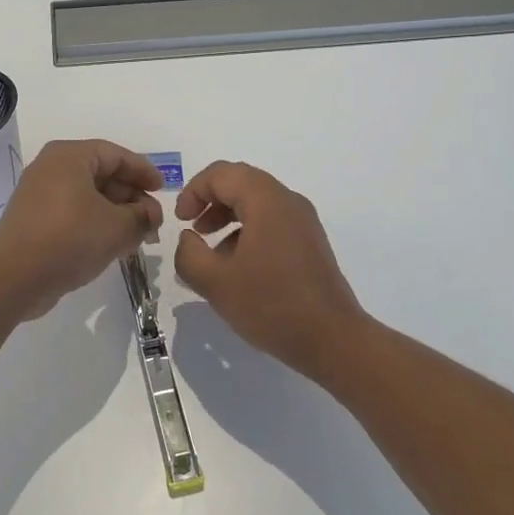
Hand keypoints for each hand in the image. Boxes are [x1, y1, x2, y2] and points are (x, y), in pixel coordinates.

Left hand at [0, 140, 163, 318]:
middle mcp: (51, 168)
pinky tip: (113, 244)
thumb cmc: (69, 239)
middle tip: (153, 219)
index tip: (163, 189)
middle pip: (101, 174)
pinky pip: (72, 212)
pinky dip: (95, 223)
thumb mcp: (117, 227)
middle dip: (131, 197)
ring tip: (138, 235)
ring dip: (116, 213)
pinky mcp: (33, 220)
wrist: (13, 278)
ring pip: (88, 196)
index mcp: (69, 156)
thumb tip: (152, 214)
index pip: (115, 155)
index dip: (143, 171)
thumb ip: (142, 216)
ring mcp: (39, 194)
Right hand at [173, 161, 367, 385]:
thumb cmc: (272, 305)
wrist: (333, 340)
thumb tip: (188, 239)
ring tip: (211, 251)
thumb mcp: (216, 283)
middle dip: (210, 201)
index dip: (193, 191)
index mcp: (266, 200)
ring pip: (257, 202)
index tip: (180, 221)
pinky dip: (248, 230)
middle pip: (240, 182)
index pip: (221, 174)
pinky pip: (272, 220)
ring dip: (228, 216)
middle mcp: (288, 201)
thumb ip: (189, 254)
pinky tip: (238, 266)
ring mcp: (303, 221)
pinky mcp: (310, 242)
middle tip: (192, 229)